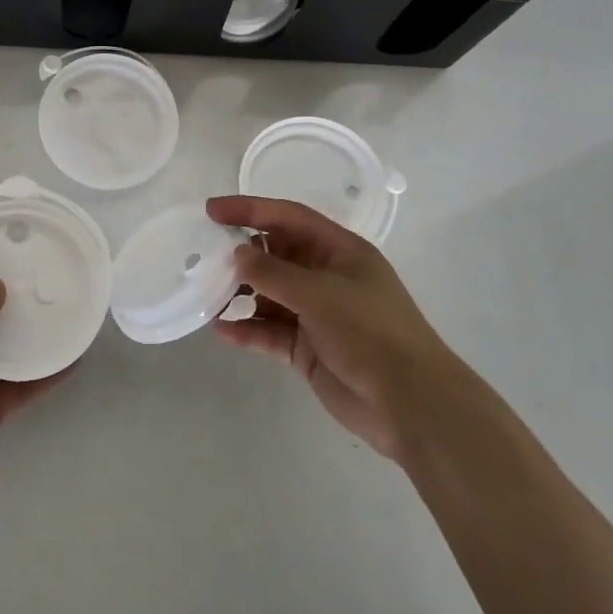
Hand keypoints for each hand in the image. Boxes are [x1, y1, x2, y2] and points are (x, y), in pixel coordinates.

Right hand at [208, 195, 454, 467]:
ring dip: (240, 293)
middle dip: (242, 253)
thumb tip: (237, 254)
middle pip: (276, 254)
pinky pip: (270, 331)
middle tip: (202, 254)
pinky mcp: (308, 348)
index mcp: (339, 251)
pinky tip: (222, 330)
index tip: (212, 211)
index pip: (288, 218)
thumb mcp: (320, 294)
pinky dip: (248, 329)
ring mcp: (316, 314)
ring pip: (269, 294)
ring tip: (206, 293)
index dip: (250, 209)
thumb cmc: (370, 332)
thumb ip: (273, 273)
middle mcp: (326, 276)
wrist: (410, 403)